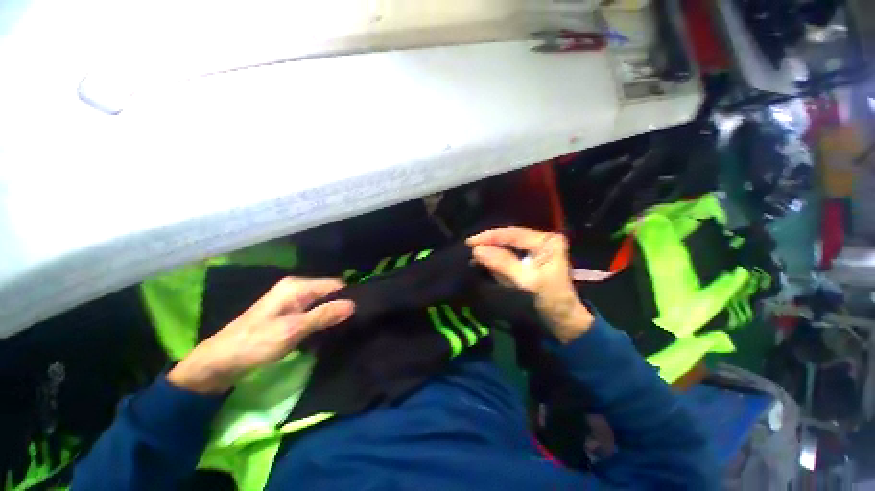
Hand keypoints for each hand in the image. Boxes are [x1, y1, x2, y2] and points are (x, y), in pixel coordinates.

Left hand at [168, 277, 354, 393]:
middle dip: (340, 306)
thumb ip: (323, 315)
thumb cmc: (255, 344)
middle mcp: (296, 288)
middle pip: (329, 293)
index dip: (348, 297)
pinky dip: (321, 320)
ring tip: (343, 329)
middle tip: (352, 324)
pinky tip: (327, 332)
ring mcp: (291, 300)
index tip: (359, 314)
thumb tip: (353, 304)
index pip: (335, 285)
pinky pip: (313, 311)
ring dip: (331, 315)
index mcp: (297, 286)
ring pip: (322, 303)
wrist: (219, 362)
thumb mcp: (292, 330)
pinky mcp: (288, 313)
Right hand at [467, 227, 592, 343]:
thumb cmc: (550, 300)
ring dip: (490, 252)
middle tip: (468, 249)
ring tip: (472, 256)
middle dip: (489, 244)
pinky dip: (494, 261)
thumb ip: (502, 263)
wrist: (562, 320)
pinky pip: (507, 257)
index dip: (490, 237)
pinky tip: (483, 263)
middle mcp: (540, 241)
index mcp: (546, 241)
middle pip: (508, 239)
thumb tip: (477, 250)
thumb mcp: (527, 281)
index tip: (469, 242)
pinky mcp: (527, 261)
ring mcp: (534, 250)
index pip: (513, 234)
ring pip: (505, 247)